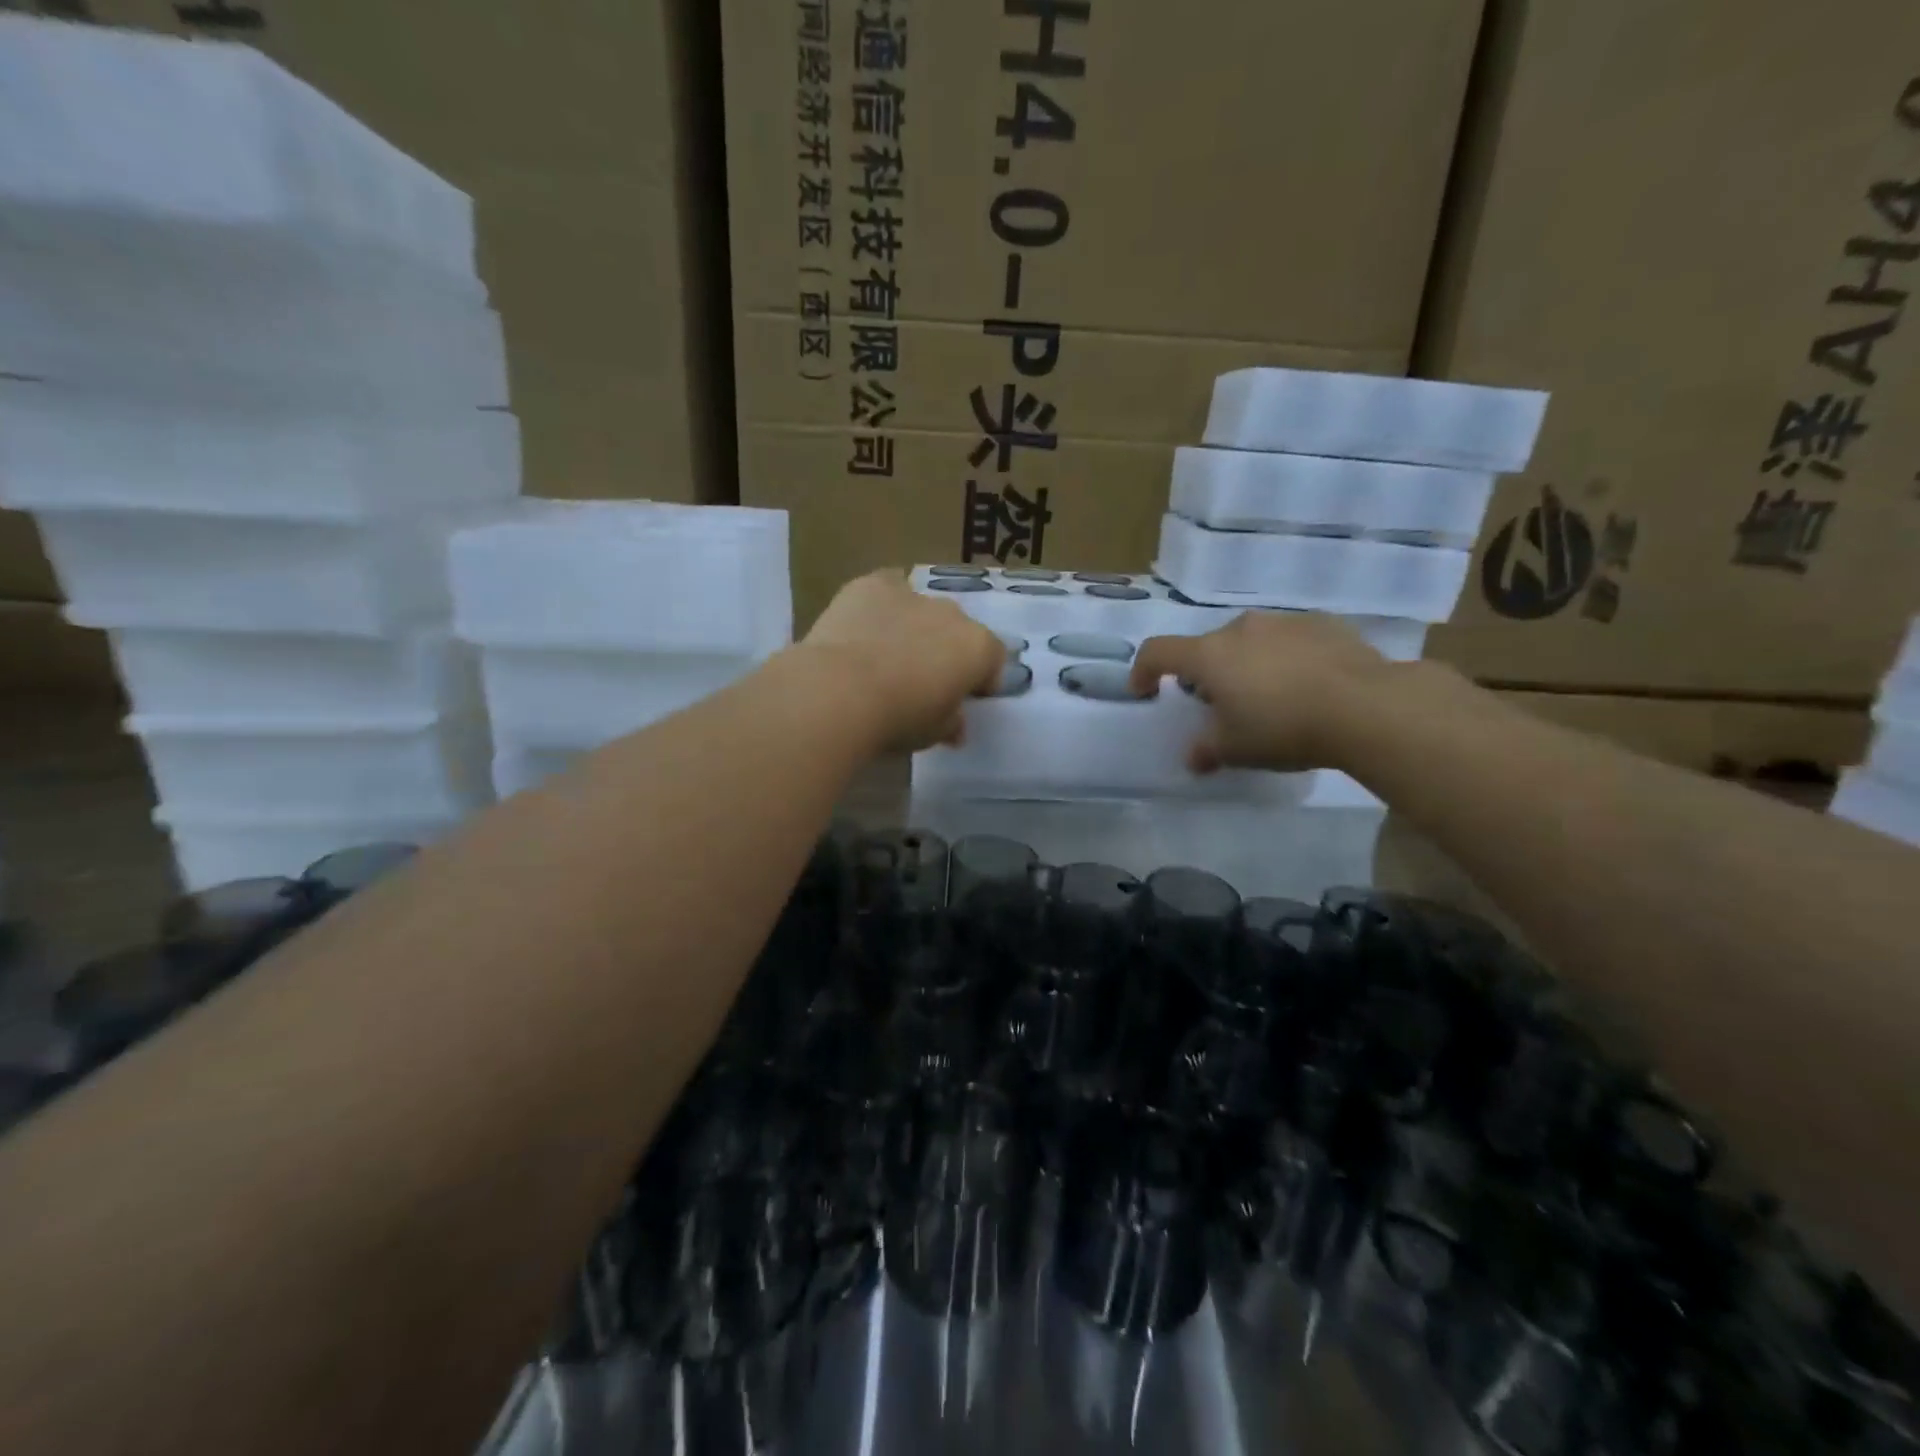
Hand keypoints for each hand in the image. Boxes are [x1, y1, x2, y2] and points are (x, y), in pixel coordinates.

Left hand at [800, 570, 1005, 752]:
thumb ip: (952, 723)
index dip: (980, 680)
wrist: (840, 691)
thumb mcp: (935, 733)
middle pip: (957, 631)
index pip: (993, 660)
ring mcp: (913, 594)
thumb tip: (956, 725)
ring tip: (886, 655)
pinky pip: (886, 588)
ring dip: (914, 627)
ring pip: (922, 609)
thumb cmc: (898, 718)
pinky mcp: (872, 584)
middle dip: (945, 651)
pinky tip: (864, 623)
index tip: (963, 698)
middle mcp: (952, 614)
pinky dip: (881, 604)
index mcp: (978, 648)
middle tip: (921, 680)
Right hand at [1128, 612, 1396, 772]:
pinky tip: (1306, 686)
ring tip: (1268, 697)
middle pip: (1207, 648)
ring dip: (1247, 664)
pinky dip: (1284, 659)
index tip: (1144, 692)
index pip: (1158, 652)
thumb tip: (1195, 757)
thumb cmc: (1283, 728)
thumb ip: (1206, 750)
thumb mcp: (1235, 750)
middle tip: (1220, 706)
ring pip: (1249, 641)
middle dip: (1205, 675)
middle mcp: (1240, 629)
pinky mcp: (1322, 623)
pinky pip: (1288, 640)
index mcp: (1209, 655)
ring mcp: (1283, 621)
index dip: (1143, 671)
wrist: (1366, 706)